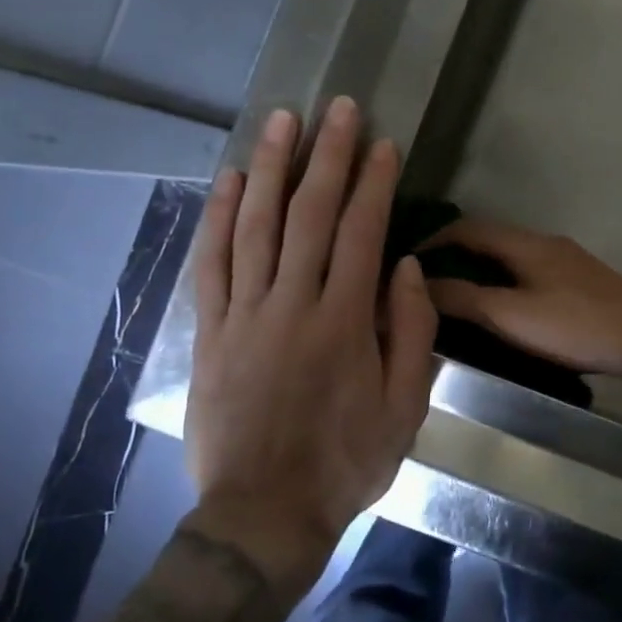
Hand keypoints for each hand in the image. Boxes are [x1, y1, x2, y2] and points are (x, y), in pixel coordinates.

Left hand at [184, 97, 437, 589]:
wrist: (263, 513)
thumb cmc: (345, 461)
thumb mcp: (405, 408)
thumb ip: (411, 332)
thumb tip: (406, 268)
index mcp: (344, 321)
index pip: (361, 233)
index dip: (374, 182)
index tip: (383, 143)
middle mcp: (292, 303)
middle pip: (309, 214)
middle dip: (328, 155)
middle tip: (338, 108)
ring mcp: (244, 314)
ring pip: (255, 225)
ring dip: (269, 167)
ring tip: (282, 121)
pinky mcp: (210, 331)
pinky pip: (210, 263)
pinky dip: (217, 217)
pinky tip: (226, 180)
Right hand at [424, 217, 621, 378]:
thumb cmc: (575, 325)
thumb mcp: (511, 315)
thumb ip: (464, 299)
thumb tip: (418, 283)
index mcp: (525, 244)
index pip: (468, 228)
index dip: (436, 239)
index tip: (409, 260)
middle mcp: (545, 243)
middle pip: (491, 239)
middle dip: (457, 254)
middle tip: (429, 281)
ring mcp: (567, 262)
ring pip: (512, 257)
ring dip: (482, 269)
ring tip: (459, 296)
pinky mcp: (582, 282)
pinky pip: (531, 272)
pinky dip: (506, 282)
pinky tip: (506, 308)